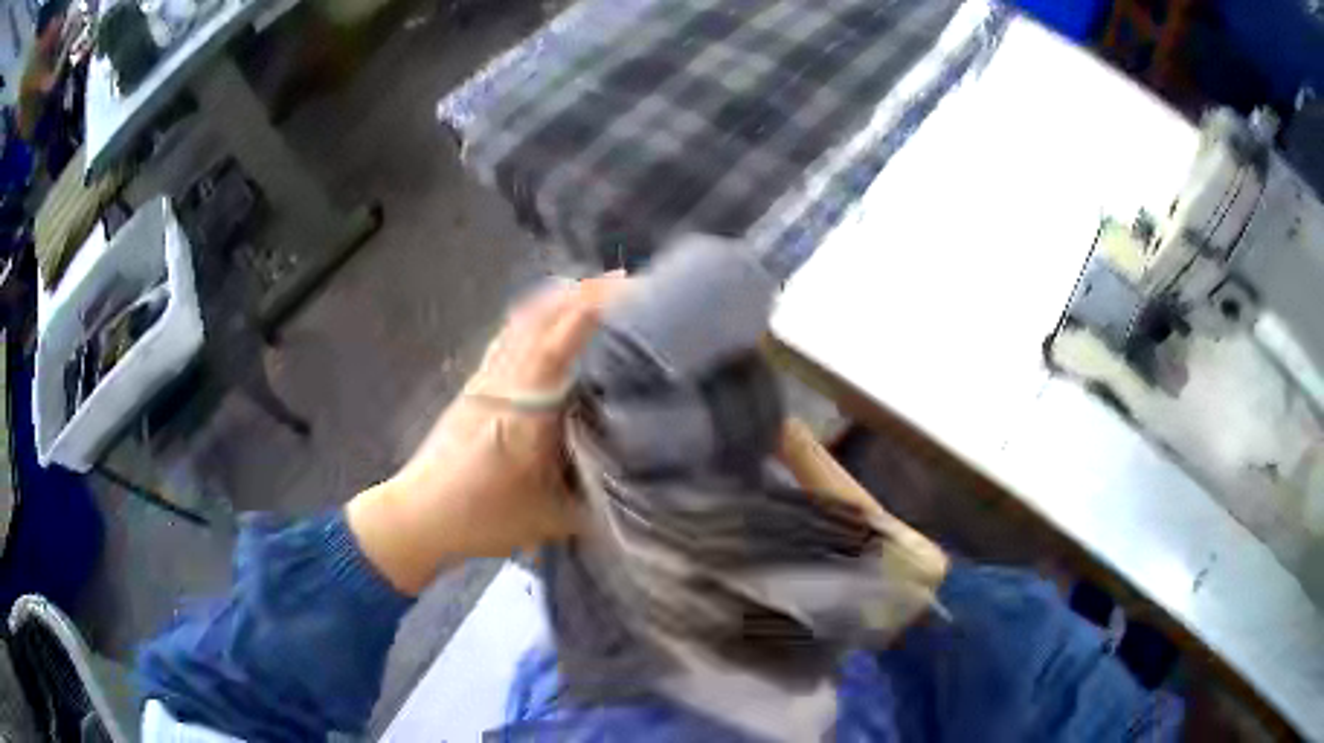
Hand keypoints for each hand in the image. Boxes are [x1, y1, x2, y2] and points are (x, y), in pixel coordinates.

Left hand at [346, 274, 625, 593]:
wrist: (417, 515)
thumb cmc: (482, 520)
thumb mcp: (549, 520)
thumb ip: (596, 502)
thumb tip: (640, 487)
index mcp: (525, 412)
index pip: (560, 344)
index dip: (593, 311)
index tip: (631, 291)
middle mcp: (504, 381)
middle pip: (542, 319)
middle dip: (584, 294)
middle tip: (627, 287)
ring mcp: (485, 378)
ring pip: (522, 322)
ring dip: (559, 300)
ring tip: (597, 293)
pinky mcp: (473, 383)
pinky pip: (508, 334)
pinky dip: (535, 315)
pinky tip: (548, 317)